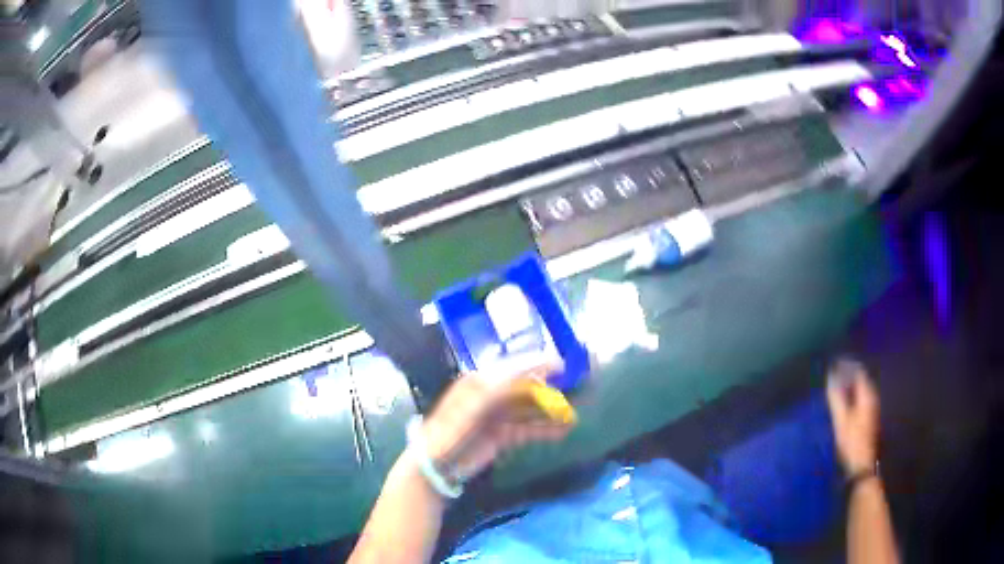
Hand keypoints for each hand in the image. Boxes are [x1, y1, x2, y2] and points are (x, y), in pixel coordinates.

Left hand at [419, 364, 575, 482]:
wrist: (435, 465)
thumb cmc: (450, 431)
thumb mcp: (472, 406)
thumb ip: (499, 389)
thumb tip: (526, 373)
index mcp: (481, 381)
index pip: (515, 369)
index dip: (539, 366)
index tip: (564, 366)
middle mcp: (491, 395)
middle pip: (526, 389)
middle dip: (550, 391)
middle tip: (577, 391)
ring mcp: (497, 416)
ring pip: (529, 410)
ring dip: (550, 413)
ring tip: (573, 416)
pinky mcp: (501, 435)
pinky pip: (527, 428)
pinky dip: (544, 429)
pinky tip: (561, 431)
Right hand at [827, 359, 879, 475]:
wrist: (861, 464)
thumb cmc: (851, 441)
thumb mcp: (841, 419)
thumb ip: (836, 397)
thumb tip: (831, 375)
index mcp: (866, 395)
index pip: (859, 372)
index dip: (847, 365)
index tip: (835, 362)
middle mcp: (871, 398)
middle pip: (861, 379)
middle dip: (849, 373)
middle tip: (835, 371)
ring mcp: (871, 408)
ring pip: (862, 389)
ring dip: (851, 384)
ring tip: (838, 383)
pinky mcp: (868, 418)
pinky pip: (861, 397)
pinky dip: (853, 393)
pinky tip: (845, 400)